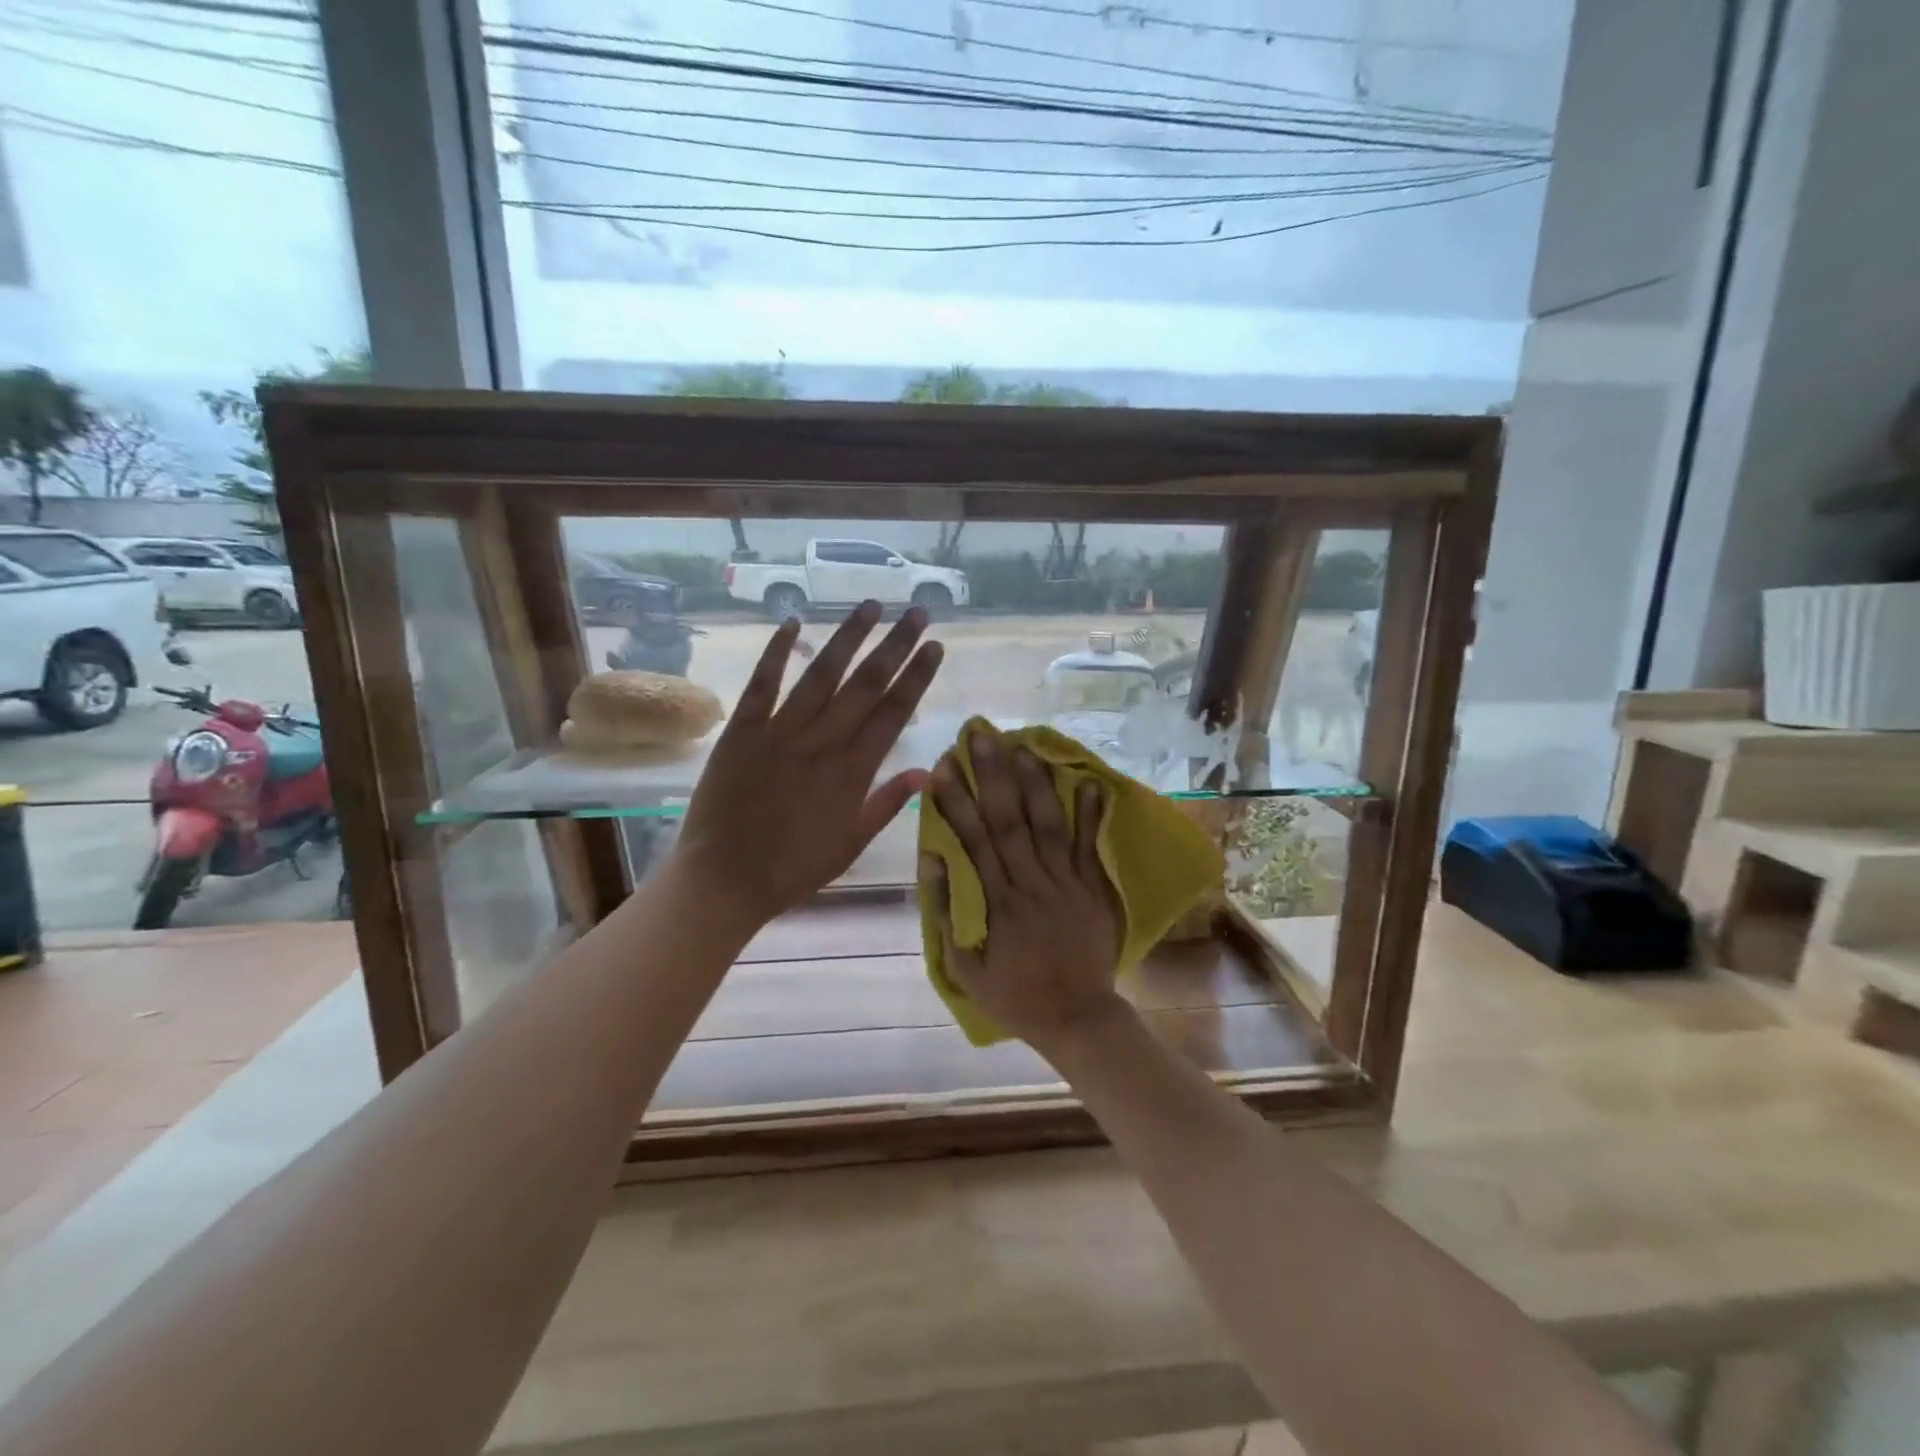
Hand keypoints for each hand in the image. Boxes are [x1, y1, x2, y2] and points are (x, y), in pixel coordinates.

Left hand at [679, 601, 941, 925]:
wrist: (726, 878)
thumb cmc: (794, 868)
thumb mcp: (852, 844)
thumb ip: (888, 804)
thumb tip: (927, 771)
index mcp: (853, 771)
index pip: (894, 713)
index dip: (917, 677)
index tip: (935, 647)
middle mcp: (822, 742)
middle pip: (866, 684)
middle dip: (895, 645)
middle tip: (916, 612)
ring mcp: (780, 732)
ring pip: (821, 674)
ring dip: (848, 637)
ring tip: (871, 606)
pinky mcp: (742, 731)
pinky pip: (762, 684)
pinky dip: (776, 651)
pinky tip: (793, 622)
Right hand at [924, 727, 1127, 1054]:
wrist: (1077, 1017)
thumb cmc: (1015, 994)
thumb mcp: (964, 967)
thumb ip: (948, 911)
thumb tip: (931, 858)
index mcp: (997, 902)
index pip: (972, 840)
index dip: (957, 801)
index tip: (943, 767)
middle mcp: (1031, 883)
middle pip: (1008, 820)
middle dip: (992, 774)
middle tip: (981, 734)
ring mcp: (1066, 883)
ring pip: (1048, 824)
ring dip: (1035, 783)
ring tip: (1022, 745)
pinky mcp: (1093, 888)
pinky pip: (1090, 846)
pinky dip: (1090, 814)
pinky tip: (1087, 781)